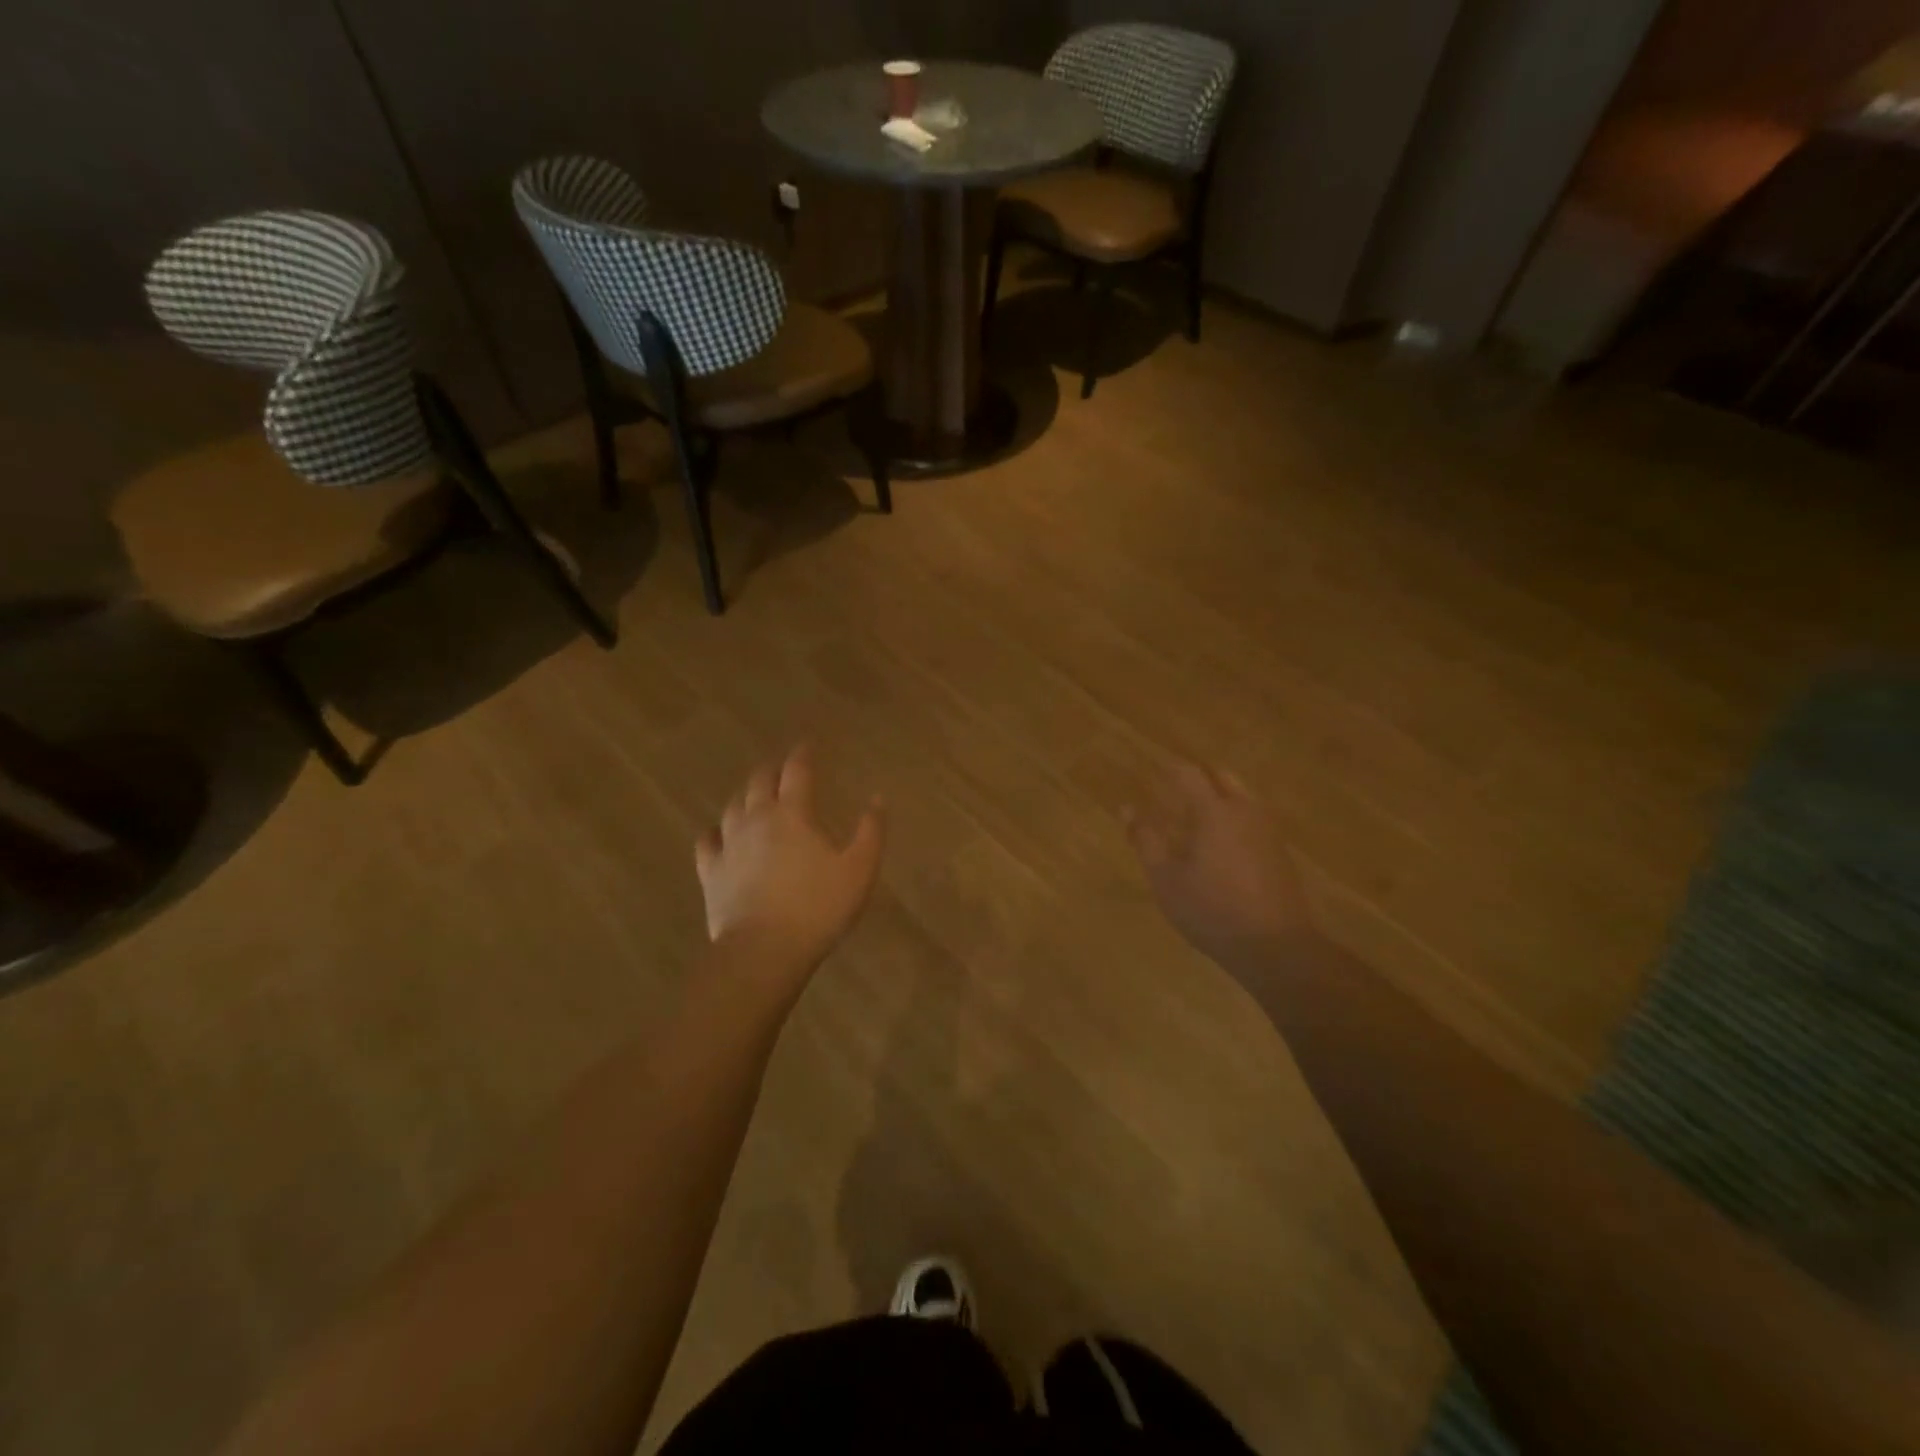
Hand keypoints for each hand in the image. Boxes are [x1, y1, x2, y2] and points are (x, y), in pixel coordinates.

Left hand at [695, 746, 884, 976]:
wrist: (764, 950)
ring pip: (733, 805)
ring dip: (745, 794)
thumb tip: (877, 798)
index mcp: (793, 814)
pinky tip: (718, 832)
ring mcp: (729, 844)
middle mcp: (757, 819)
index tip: (808, 744)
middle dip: (772, 769)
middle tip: (781, 766)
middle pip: (759, 782)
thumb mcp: (859, 870)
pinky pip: (707, 840)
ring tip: (754, 794)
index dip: (803, 754)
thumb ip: (870, 831)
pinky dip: (715, 830)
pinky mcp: (711, 871)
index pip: (797, 771)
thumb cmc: (818, 908)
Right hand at [1126, 762, 1319, 978]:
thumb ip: (1146, 840)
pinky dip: (1232, 818)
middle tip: (1172, 791)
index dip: (1168, 769)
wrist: (1275, 946)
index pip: (1188, 773)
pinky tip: (1218, 844)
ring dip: (1217, 797)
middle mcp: (1245, 810)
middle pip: (1220, 777)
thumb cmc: (1211, 910)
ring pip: (1240, 797)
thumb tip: (1126, 809)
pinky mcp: (1279, 851)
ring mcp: (1267, 830)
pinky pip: (1251, 819)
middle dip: (1196, 778)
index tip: (1151, 772)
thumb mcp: (1166, 879)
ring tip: (1192, 818)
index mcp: (1215, 811)